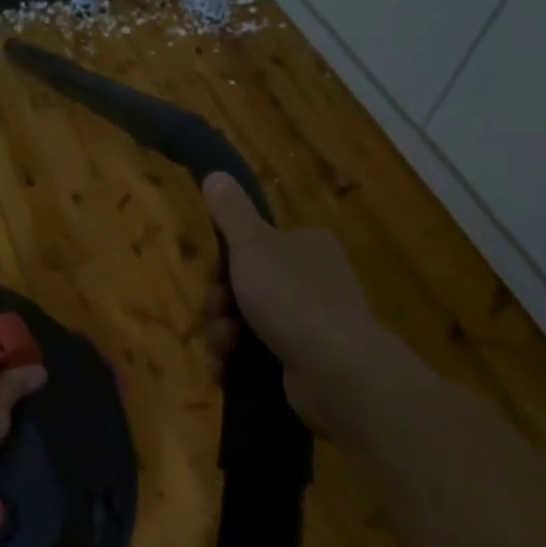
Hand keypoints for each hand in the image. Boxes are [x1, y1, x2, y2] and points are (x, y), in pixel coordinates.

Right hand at [194, 172, 390, 444]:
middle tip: (212, 312)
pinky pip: (259, 356)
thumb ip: (230, 210)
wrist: (338, 372)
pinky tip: (224, 369)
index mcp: (307, 245)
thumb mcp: (253, 244)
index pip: (258, 242)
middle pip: (248, 283)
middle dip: (221, 302)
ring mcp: (314, 324)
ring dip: (224, 333)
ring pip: (249, 321)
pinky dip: (238, 362)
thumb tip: (215, 174)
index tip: (207, 272)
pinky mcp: (307, 363)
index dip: (226, 257)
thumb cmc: (292, 297)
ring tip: (221, 347)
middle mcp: (314, 280)